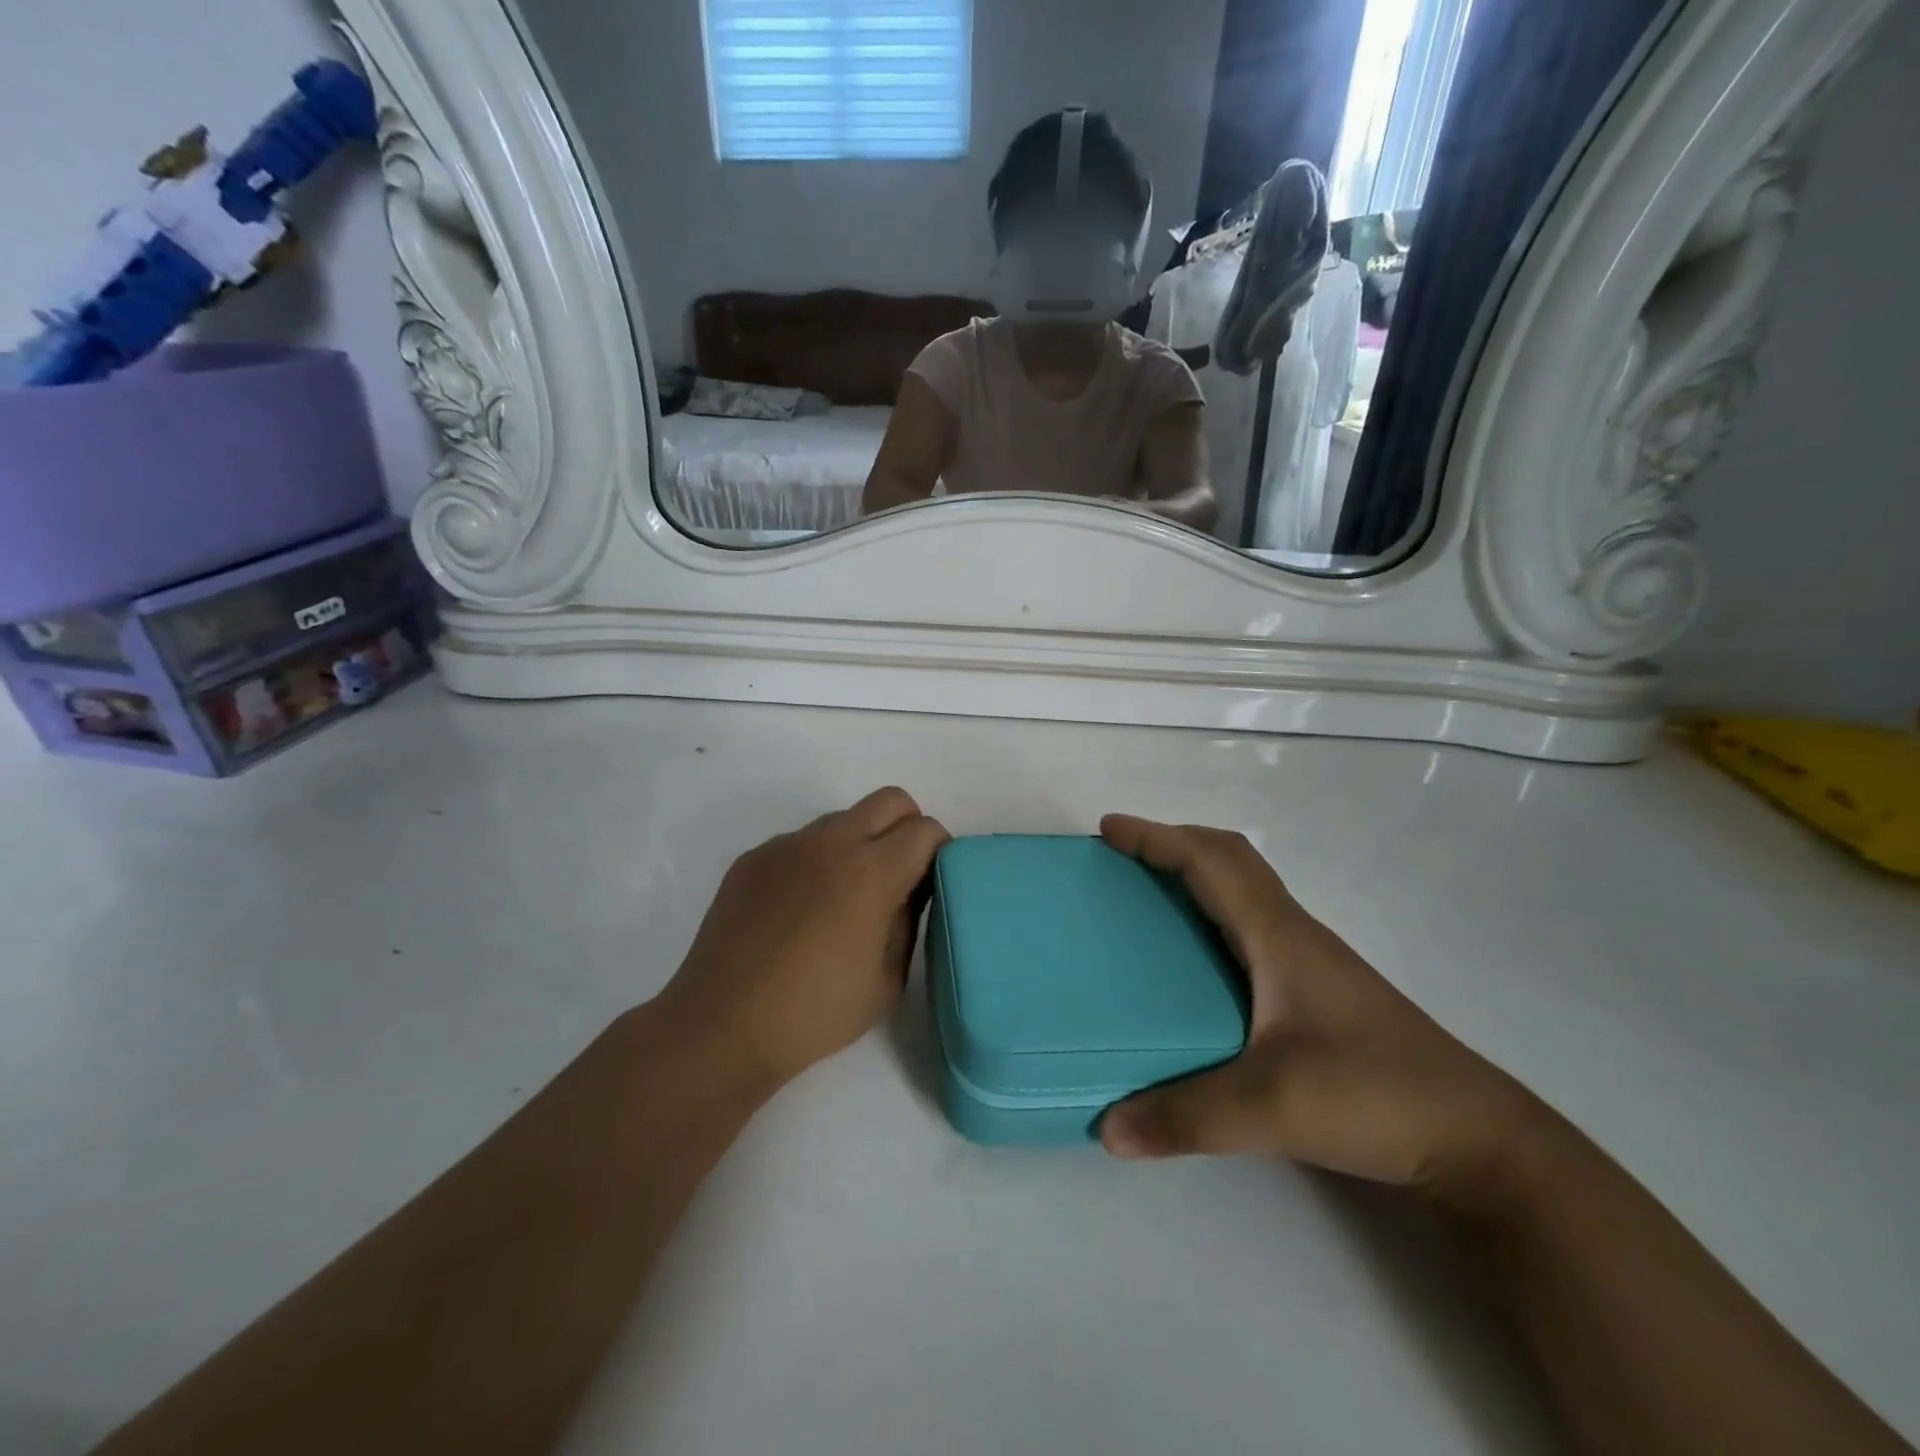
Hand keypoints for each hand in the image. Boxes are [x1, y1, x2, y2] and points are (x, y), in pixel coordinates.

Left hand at [662, 788, 949, 1092]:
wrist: (723, 1025)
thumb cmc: (816, 1012)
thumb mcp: (888, 980)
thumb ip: (909, 920)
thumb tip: (911, 888)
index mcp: (871, 871)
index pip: (925, 829)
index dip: (938, 853)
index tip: (930, 884)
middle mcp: (831, 842)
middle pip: (890, 800)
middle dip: (907, 827)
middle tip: (899, 876)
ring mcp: (787, 845)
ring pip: (843, 819)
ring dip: (859, 843)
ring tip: (842, 898)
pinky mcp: (754, 857)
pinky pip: (801, 842)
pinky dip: (815, 862)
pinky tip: (798, 910)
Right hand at [1097, 816, 1548, 1203]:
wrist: (1479, 1140)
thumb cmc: (1376, 1096)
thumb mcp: (1272, 1109)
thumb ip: (1186, 1118)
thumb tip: (1107, 1128)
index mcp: (1278, 936)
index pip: (1210, 861)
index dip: (1156, 837)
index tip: (1108, 830)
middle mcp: (1292, 934)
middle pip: (1229, 859)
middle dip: (1172, 842)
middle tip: (1121, 855)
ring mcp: (1309, 961)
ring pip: (1244, 890)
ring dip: (1195, 873)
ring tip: (1147, 895)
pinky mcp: (1316, 991)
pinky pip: (1251, 924)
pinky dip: (1213, 912)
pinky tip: (1196, 958)